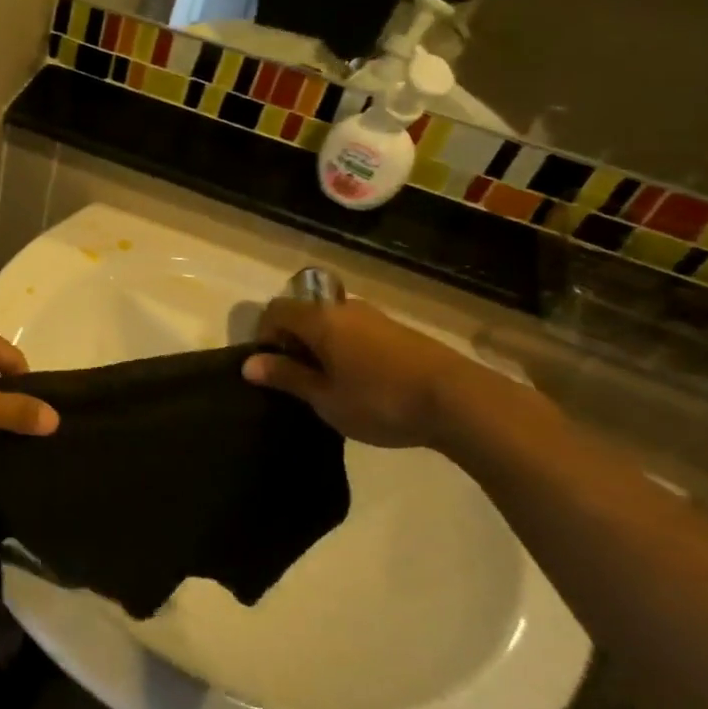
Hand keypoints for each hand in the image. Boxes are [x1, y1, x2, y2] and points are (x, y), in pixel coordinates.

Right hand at [241, 297, 504, 447]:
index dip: (264, 335)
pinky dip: (345, 349)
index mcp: (320, 319)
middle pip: (304, 313)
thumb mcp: (325, 398)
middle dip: (293, 342)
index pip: (276, 310)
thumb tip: (249, 364)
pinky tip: (360, 382)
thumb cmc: (380, 400)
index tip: (271, 369)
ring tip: (330, 384)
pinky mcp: (398, 331)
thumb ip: (287, 377)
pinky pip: (356, 331)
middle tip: (298, 380)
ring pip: (332, 323)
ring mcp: (375, 317)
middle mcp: (344, 308)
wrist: (458, 400)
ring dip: (321, 346)